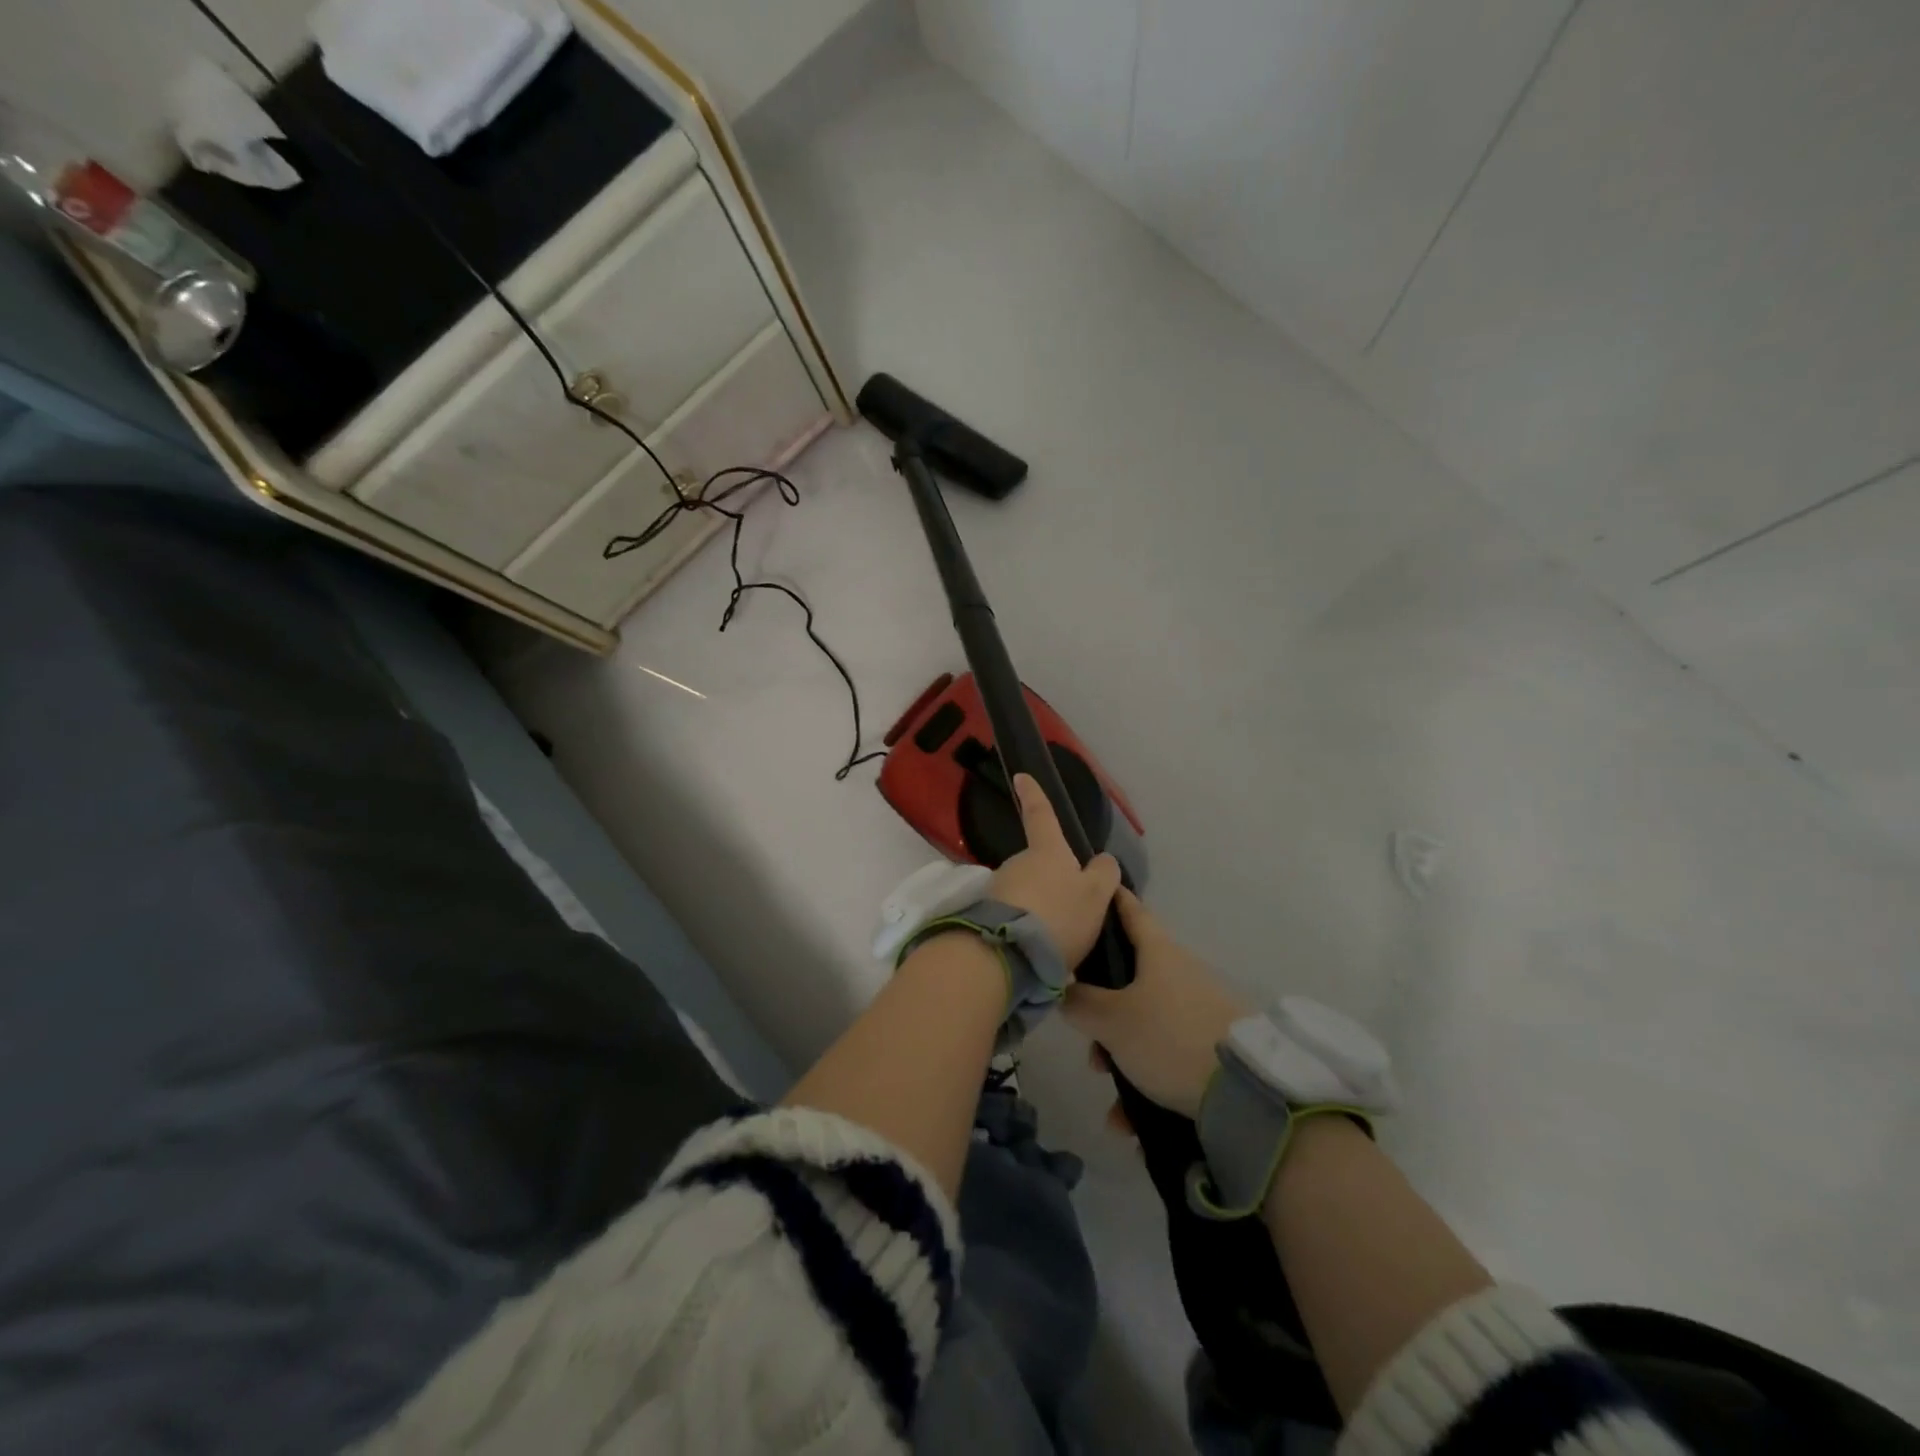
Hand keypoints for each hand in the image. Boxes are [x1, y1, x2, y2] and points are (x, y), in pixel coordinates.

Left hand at [987, 774, 1122, 966]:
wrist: (1008, 953)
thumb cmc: (1059, 915)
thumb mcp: (1096, 896)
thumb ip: (1103, 875)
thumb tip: (1103, 860)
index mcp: (1047, 851)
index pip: (1042, 815)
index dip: (1034, 795)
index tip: (1020, 775)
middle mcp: (1017, 862)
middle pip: (1038, 864)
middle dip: (1051, 880)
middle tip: (1069, 911)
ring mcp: (999, 887)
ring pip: (1026, 891)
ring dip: (1039, 907)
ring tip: (1056, 938)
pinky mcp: (987, 914)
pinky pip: (1014, 914)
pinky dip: (1027, 926)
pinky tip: (1038, 948)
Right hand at [1062, 888, 1248, 1117]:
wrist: (1245, 1092)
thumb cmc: (1169, 1037)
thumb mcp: (1112, 1020)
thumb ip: (1079, 1003)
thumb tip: (1062, 991)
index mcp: (1159, 952)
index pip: (1130, 911)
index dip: (1110, 899)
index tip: (1092, 889)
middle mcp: (1180, 973)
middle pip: (1129, 977)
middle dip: (1101, 1008)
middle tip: (1085, 1037)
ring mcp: (1199, 1010)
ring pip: (1144, 1022)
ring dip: (1120, 1054)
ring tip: (1110, 1092)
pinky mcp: (1211, 1046)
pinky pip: (1166, 1056)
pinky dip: (1145, 1082)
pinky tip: (1128, 1121)